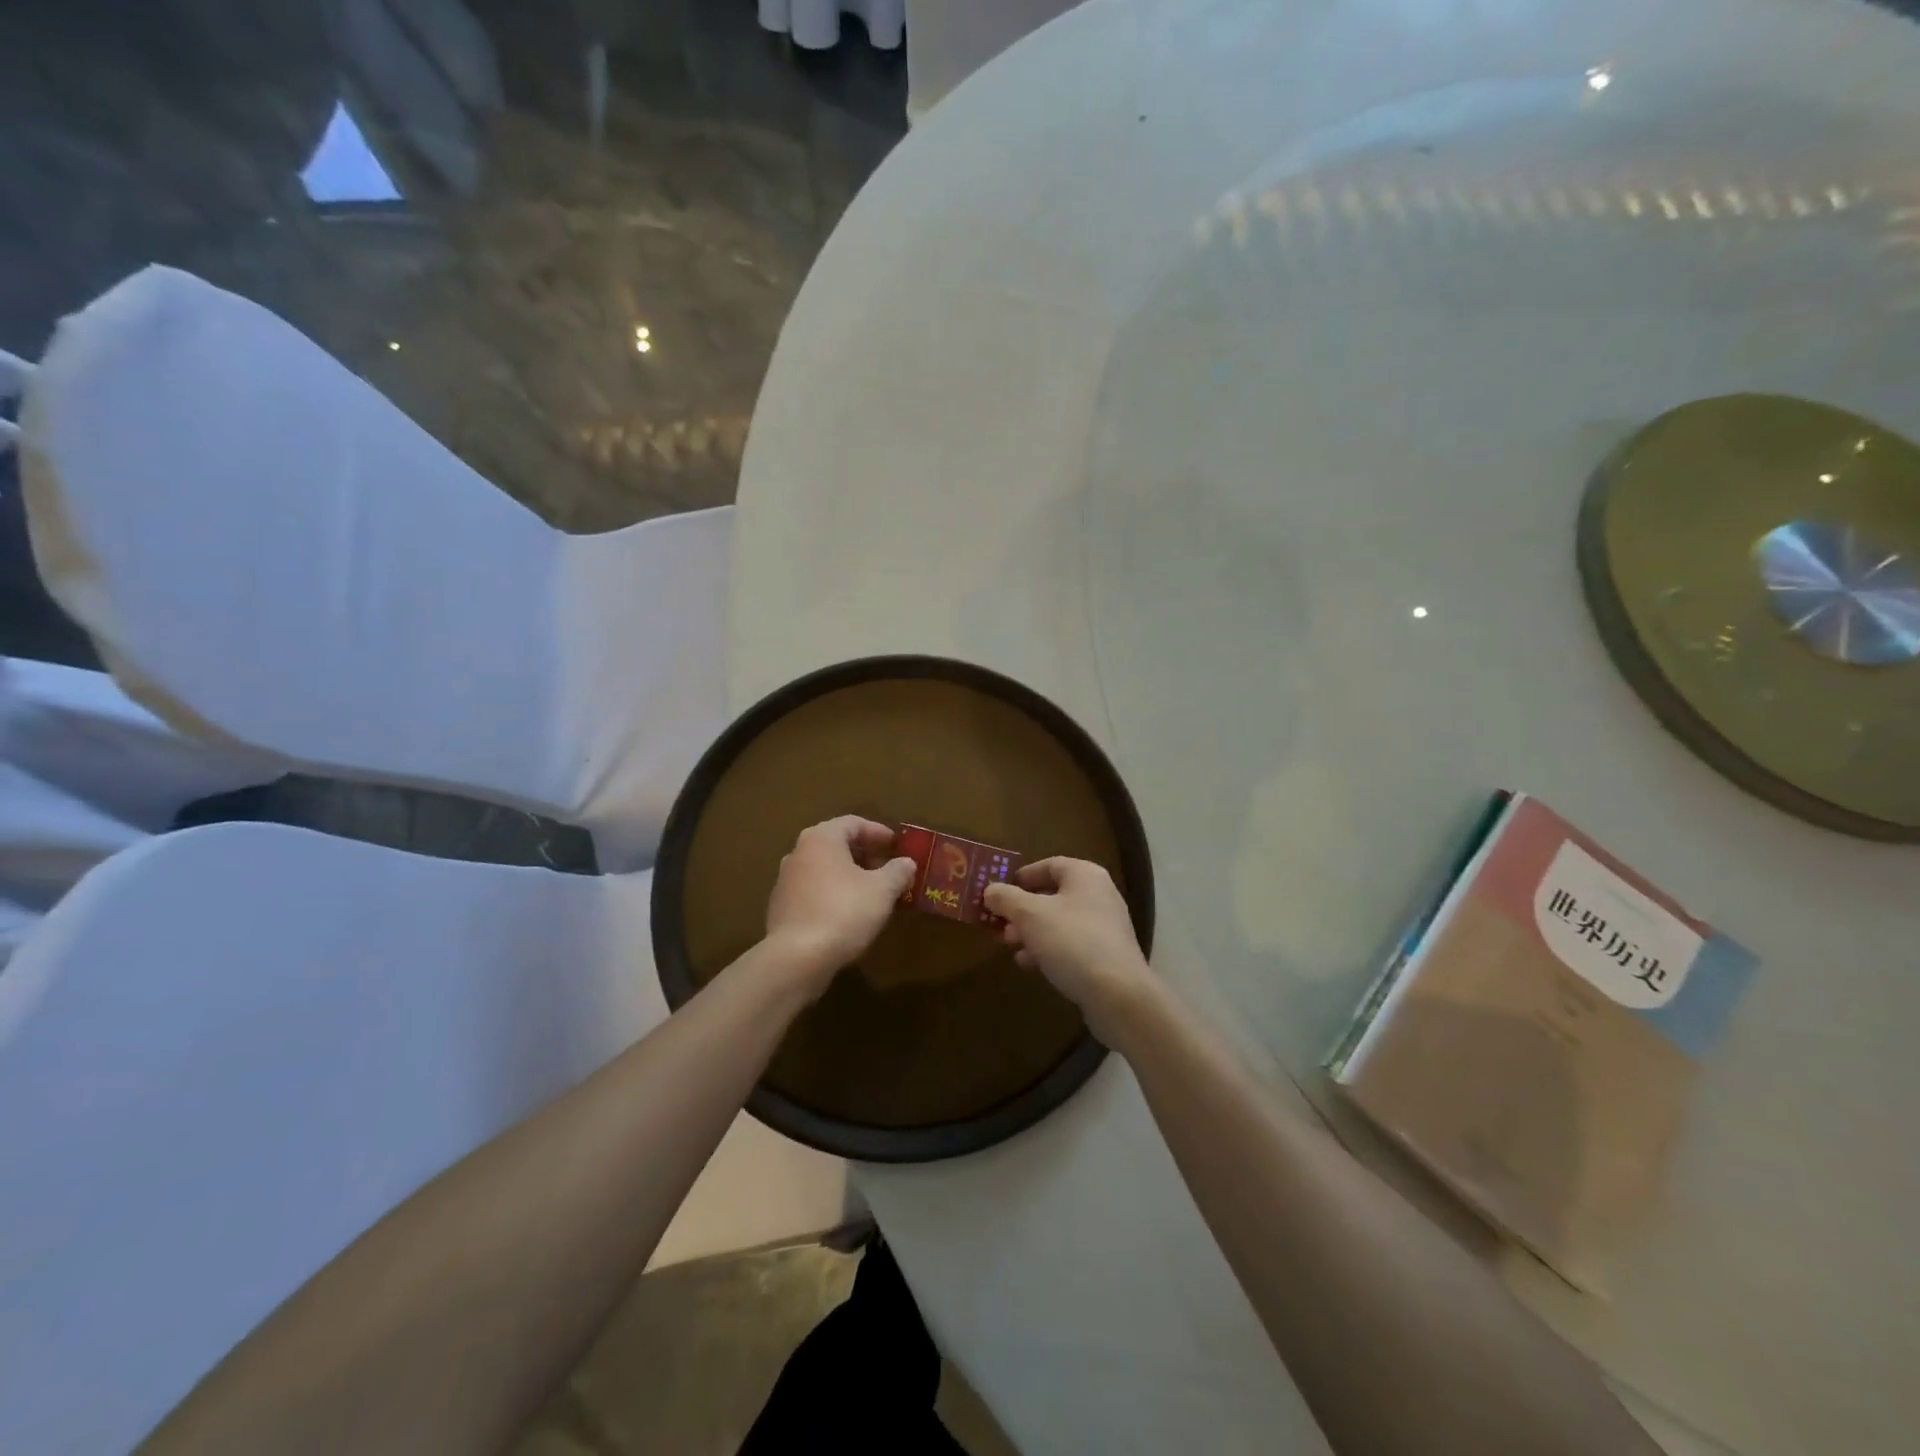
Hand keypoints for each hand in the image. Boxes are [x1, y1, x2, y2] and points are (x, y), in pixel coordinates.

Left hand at [764, 816, 916, 992]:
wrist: (796, 958)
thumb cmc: (843, 912)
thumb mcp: (882, 890)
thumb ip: (897, 871)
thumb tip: (907, 862)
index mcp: (821, 838)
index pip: (853, 823)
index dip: (878, 832)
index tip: (896, 845)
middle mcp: (798, 852)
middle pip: (836, 844)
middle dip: (864, 854)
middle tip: (887, 868)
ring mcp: (785, 881)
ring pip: (823, 868)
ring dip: (848, 875)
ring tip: (871, 891)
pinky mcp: (781, 908)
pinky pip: (813, 890)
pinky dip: (832, 893)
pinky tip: (848, 913)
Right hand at [983, 858, 1155, 1041]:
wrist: (1117, 994)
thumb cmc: (1071, 941)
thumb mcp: (1030, 915)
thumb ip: (1006, 898)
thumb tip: (990, 890)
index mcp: (1085, 875)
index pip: (1049, 865)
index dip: (1022, 876)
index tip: (999, 891)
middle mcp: (1099, 895)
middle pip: (1053, 895)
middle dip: (1022, 909)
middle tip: (1000, 923)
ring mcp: (1105, 927)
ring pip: (1059, 923)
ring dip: (1032, 932)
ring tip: (1010, 946)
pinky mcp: (1106, 956)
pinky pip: (1071, 945)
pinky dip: (1048, 950)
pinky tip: (1030, 965)